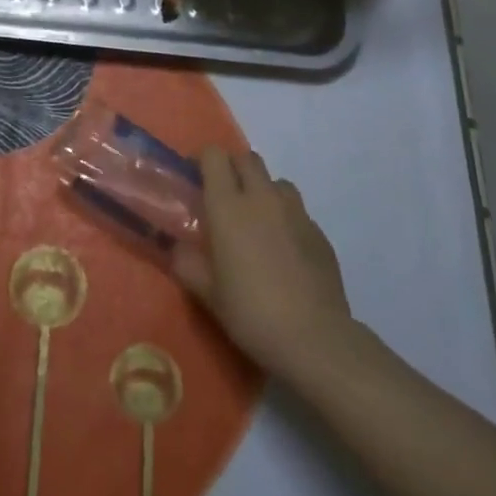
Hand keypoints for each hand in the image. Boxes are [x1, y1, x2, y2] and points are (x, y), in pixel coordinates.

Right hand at [173, 149, 361, 381]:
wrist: (315, 339)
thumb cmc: (251, 311)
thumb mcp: (206, 292)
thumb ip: (186, 263)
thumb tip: (176, 248)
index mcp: (228, 206)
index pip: (215, 156)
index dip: (203, 160)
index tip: (195, 178)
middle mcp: (262, 198)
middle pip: (247, 159)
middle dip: (233, 168)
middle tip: (224, 197)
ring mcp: (296, 214)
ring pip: (277, 182)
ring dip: (263, 190)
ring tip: (257, 221)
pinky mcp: (320, 234)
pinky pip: (298, 212)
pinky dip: (286, 219)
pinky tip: (284, 251)